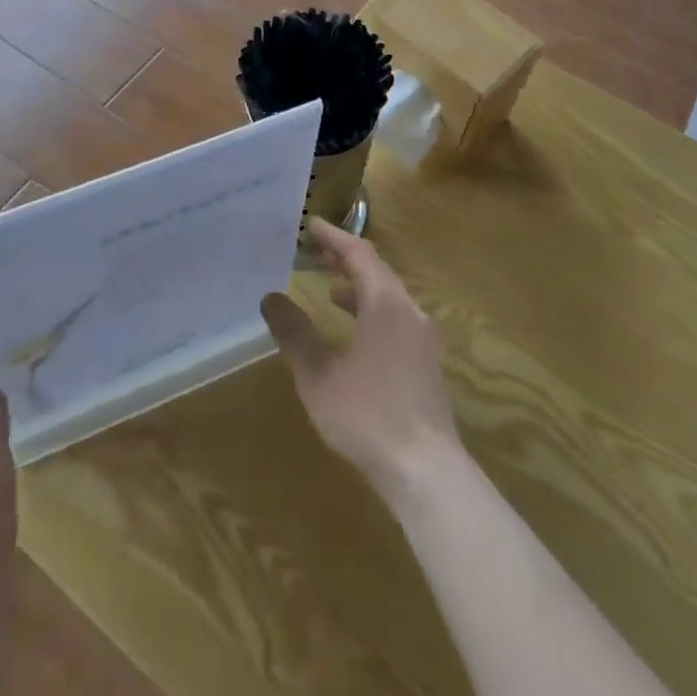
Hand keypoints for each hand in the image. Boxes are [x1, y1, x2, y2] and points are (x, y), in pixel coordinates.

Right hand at [261, 220, 458, 500]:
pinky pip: (396, 318)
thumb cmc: (367, 415)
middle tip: (316, 252)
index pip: (359, 254)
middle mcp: (409, 311)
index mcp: (385, 303)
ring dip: (359, 286)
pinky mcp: (425, 362)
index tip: (311, 225)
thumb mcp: (318, 374)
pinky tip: (353, 333)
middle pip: (377, 271)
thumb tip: (270, 298)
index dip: (334, 237)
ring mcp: (422, 338)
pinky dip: (371, 311)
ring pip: (389, 297)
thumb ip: (294, 333)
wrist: (425, 470)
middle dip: (346, 259)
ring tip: (329, 288)